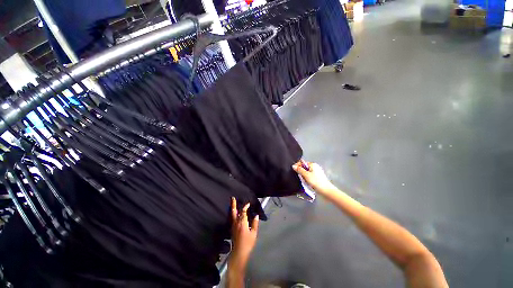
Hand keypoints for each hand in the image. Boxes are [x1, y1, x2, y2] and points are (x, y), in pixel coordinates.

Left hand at [230, 197, 258, 261]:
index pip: (243, 211)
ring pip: (232, 214)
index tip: (248, 203)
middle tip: (232, 198)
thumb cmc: (248, 243)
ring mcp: (233, 225)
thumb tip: (256, 215)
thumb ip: (255, 223)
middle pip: (234, 211)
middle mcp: (236, 222)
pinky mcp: (232, 229)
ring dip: (232, 208)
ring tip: (232, 203)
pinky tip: (234, 213)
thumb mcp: (253, 233)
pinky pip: (232, 218)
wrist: (239, 252)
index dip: (245, 206)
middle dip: (233, 204)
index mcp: (242, 222)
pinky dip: (233, 213)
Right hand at [292, 160, 335, 193]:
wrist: (326, 191)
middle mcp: (315, 167)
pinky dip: (307, 179)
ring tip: (305, 181)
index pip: (302, 162)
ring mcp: (317, 172)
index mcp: (313, 164)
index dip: (298, 166)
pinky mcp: (318, 177)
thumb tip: (293, 166)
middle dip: (301, 172)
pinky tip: (308, 183)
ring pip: (307, 172)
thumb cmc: (316, 182)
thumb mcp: (306, 175)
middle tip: (301, 177)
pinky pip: (310, 176)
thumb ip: (299, 170)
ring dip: (304, 176)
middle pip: (304, 167)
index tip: (294, 171)